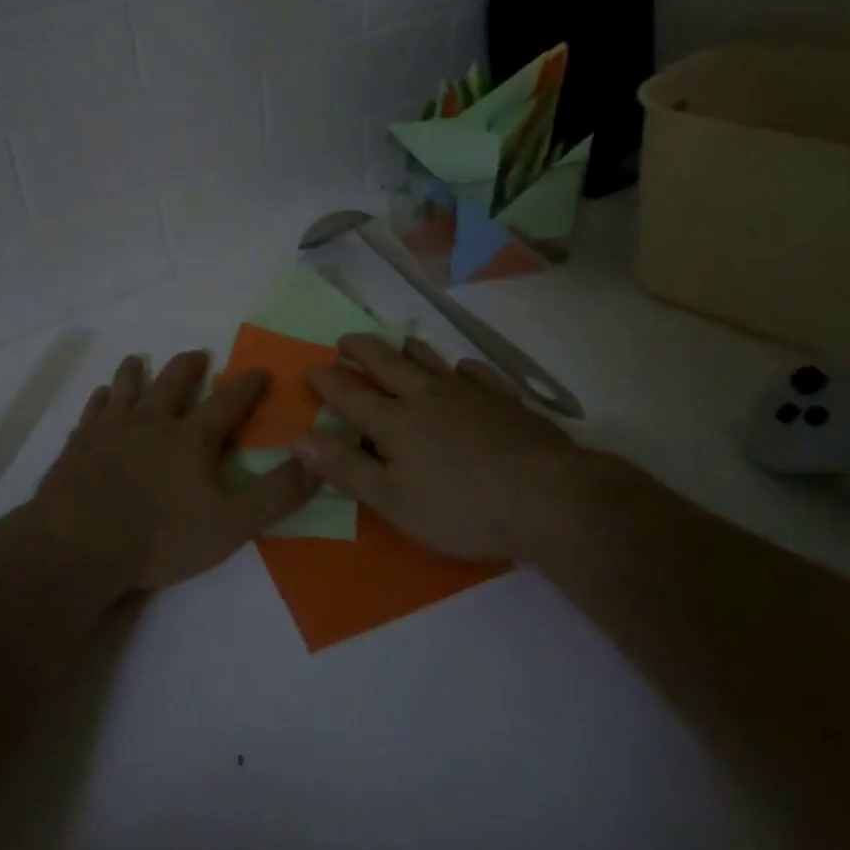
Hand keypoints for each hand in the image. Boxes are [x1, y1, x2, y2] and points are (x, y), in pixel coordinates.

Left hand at [31, 350, 318, 592]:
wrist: (78, 545)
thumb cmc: (159, 537)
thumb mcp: (231, 524)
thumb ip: (276, 495)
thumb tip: (318, 462)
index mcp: (191, 438)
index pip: (228, 402)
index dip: (248, 385)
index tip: (261, 370)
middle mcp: (152, 421)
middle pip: (173, 382)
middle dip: (190, 366)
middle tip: (199, 354)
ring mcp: (111, 429)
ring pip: (127, 388)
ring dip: (137, 372)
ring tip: (139, 360)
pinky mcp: (79, 443)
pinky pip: (93, 411)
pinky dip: (101, 399)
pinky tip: (101, 396)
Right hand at [297, 334, 604, 561]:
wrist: (549, 498)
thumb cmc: (462, 508)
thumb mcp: (393, 501)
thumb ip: (346, 468)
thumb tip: (300, 438)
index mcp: (395, 421)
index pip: (350, 394)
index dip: (327, 381)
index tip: (311, 370)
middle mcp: (427, 396)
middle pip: (387, 364)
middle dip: (361, 350)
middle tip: (344, 341)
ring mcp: (469, 394)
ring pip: (431, 361)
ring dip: (408, 349)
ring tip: (397, 342)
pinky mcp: (505, 400)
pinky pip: (478, 375)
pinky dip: (463, 369)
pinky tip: (463, 370)